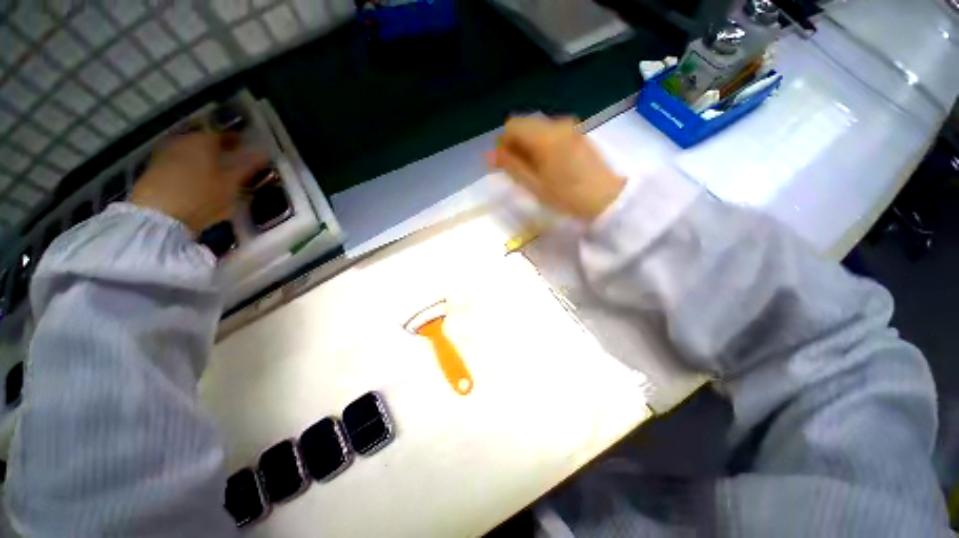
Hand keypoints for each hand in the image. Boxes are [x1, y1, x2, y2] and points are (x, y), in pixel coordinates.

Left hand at [130, 132, 267, 235]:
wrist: (157, 216)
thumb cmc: (201, 197)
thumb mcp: (231, 184)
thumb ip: (247, 167)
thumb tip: (264, 153)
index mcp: (203, 141)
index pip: (224, 135)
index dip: (238, 142)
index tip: (248, 151)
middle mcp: (182, 141)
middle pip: (205, 142)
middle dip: (219, 152)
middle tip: (233, 164)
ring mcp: (164, 154)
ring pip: (190, 153)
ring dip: (203, 161)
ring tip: (216, 176)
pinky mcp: (153, 170)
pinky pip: (178, 164)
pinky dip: (189, 170)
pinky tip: (196, 184)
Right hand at [489, 117, 624, 219]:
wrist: (605, 197)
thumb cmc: (565, 195)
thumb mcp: (533, 184)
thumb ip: (511, 166)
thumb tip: (489, 154)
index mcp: (543, 135)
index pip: (512, 126)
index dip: (503, 143)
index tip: (504, 163)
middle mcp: (556, 123)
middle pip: (525, 124)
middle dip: (515, 143)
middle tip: (517, 168)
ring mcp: (569, 126)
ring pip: (538, 128)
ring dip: (529, 144)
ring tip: (533, 168)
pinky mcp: (578, 133)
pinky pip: (551, 132)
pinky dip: (542, 143)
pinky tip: (548, 163)